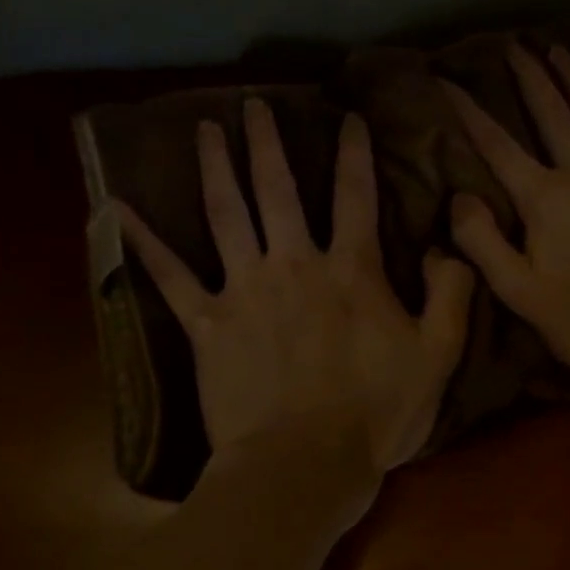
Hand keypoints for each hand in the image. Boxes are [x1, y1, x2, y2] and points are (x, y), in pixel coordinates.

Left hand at [115, 99, 473, 472]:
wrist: (304, 464)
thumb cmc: (377, 413)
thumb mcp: (437, 356)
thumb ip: (450, 294)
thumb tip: (447, 246)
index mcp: (351, 271)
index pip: (355, 196)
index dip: (354, 154)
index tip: (348, 118)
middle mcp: (293, 264)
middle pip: (278, 190)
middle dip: (268, 143)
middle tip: (254, 104)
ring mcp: (244, 291)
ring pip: (224, 215)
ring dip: (214, 168)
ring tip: (205, 130)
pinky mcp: (207, 325)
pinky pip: (169, 277)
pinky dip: (143, 243)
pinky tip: (118, 209)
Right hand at [445, 42, 569, 376]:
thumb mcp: (520, 292)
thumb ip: (483, 243)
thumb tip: (459, 198)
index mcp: (545, 199)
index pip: (498, 147)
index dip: (470, 113)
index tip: (448, 80)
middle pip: (553, 115)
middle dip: (531, 79)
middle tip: (515, 45)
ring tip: (561, 50)